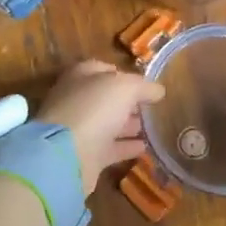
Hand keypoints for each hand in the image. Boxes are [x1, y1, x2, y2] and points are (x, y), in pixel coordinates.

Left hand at [38, 60, 164, 193]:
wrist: (67, 155)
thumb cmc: (94, 109)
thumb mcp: (125, 87)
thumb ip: (143, 86)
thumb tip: (158, 90)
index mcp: (80, 77)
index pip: (102, 69)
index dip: (123, 74)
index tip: (144, 83)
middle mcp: (77, 101)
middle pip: (105, 98)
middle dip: (127, 101)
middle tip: (150, 106)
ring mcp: (79, 130)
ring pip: (108, 124)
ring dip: (128, 124)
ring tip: (151, 127)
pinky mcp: (85, 156)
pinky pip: (110, 148)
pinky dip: (126, 147)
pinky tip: (144, 147)